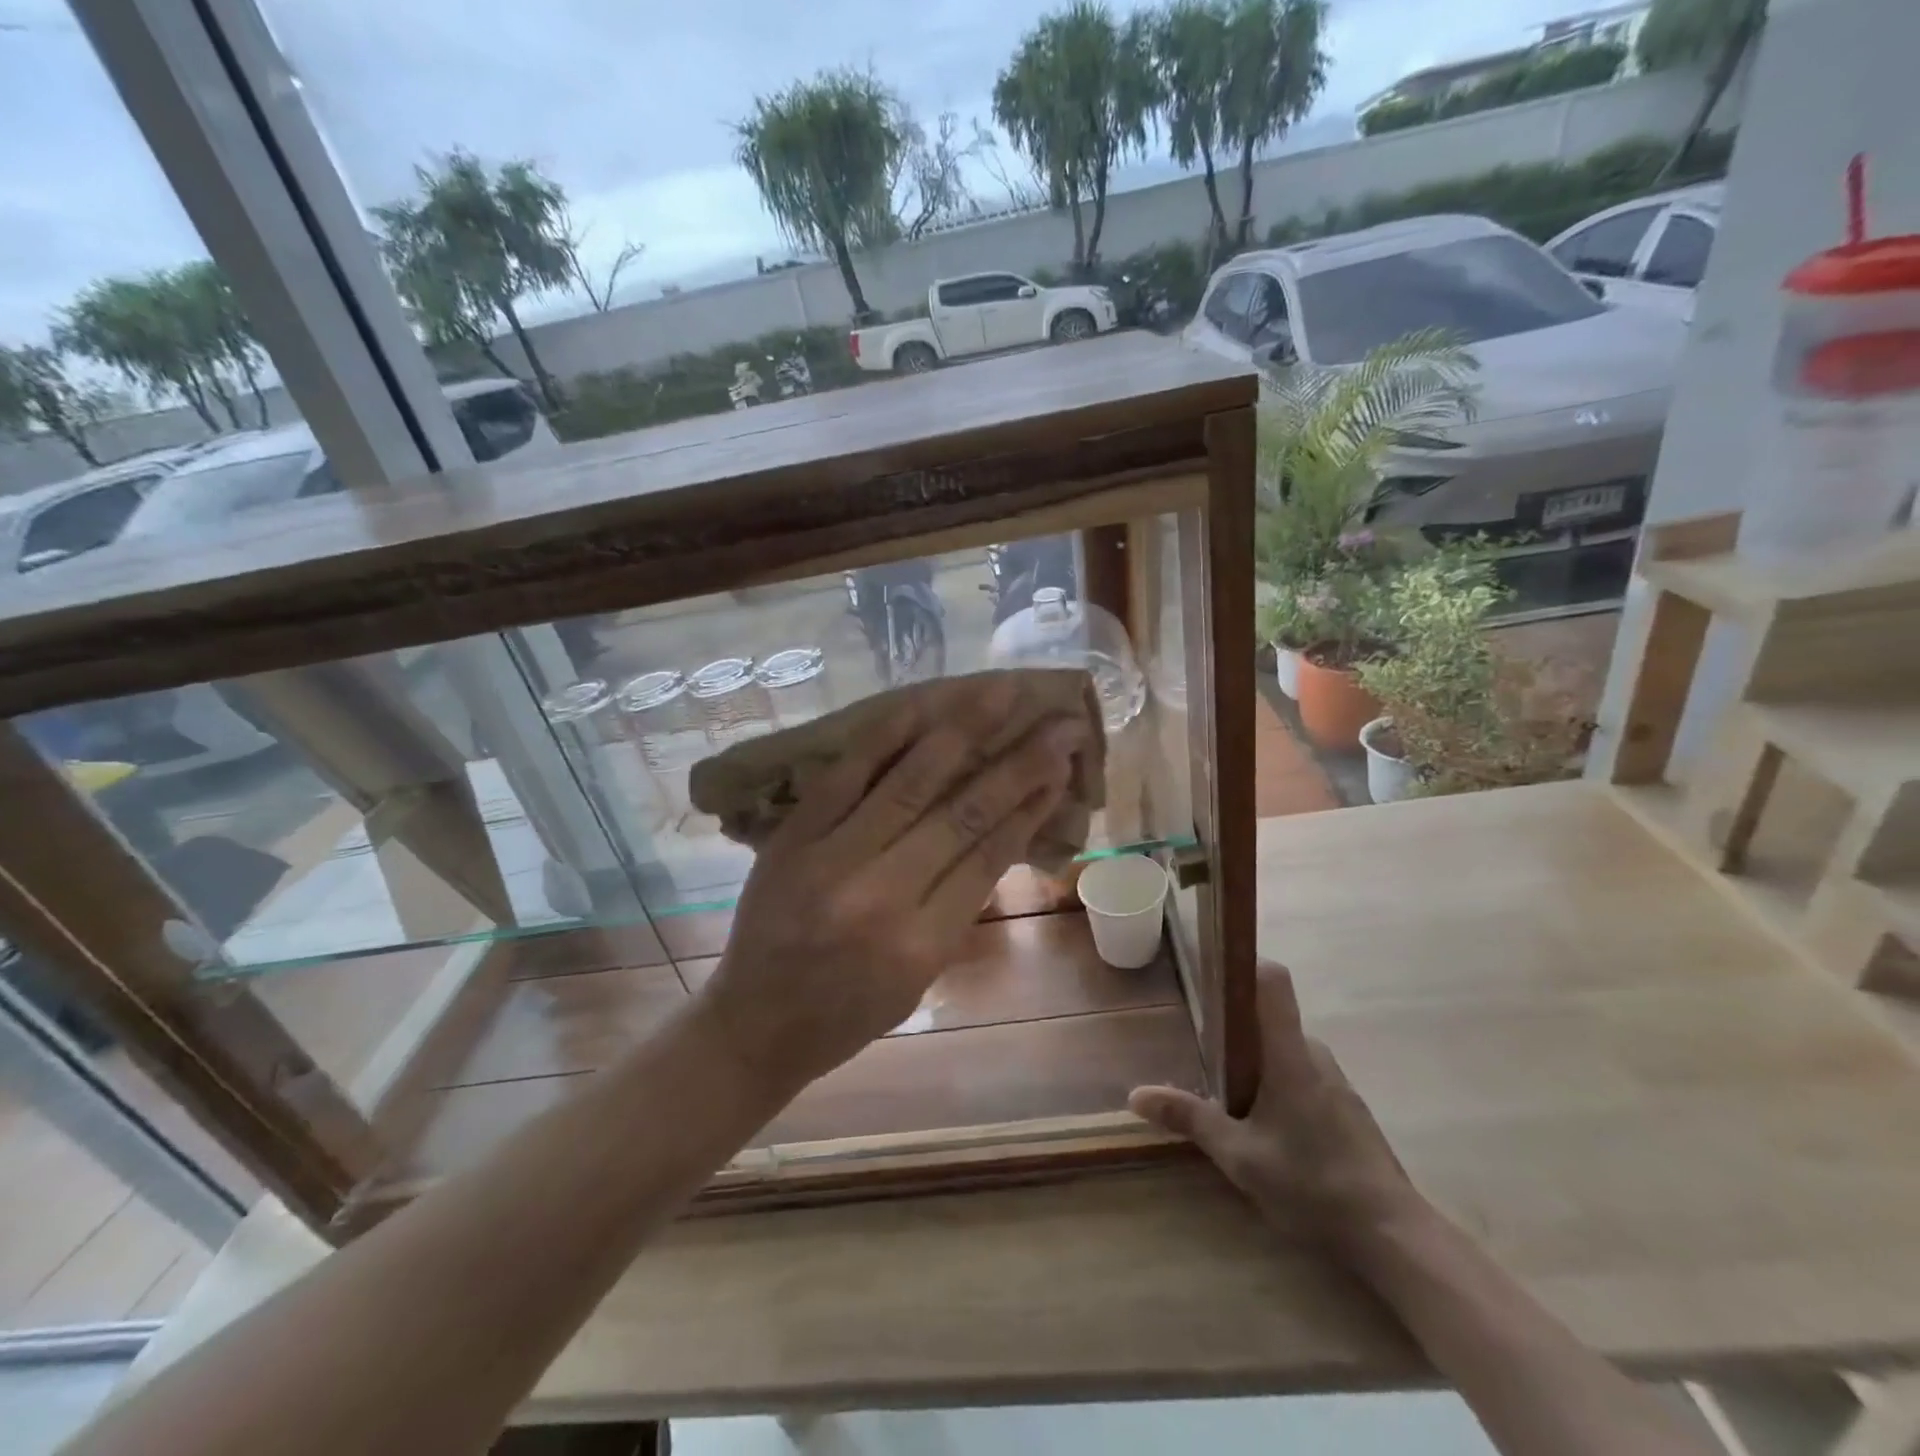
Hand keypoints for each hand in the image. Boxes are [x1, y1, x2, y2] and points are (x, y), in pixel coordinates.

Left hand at [700, 677, 1086, 1098]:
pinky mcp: (793, 835)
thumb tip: (1004, 828)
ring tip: (1002, 692)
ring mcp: (830, 857)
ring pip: (910, 781)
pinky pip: (846, 773)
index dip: (1031, 804)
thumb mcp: (921, 977)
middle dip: (1019, 761)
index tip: (1062, 764)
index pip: (989, 856)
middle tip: (1060, 723)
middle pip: (963, 812)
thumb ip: (959, 905)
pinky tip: (924, 704)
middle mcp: (880, 894)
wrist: (754, 1023)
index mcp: (920, 943)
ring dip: (963, 731)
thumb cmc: (849, 1013)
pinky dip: (887, 735)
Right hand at [1130, 962, 1416, 1249]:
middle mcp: (1315, 1055)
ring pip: (1286, 1051)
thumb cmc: (1312, 1184)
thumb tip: (1136, 1094)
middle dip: (1234, 1029)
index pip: (1272, 981)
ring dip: (1256, 1063)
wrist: (1393, 1236)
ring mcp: (1336, 1082)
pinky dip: (1278, 1086)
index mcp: (1289, 1054)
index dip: (1242, 965)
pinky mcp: (1347, 1108)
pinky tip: (1265, 1127)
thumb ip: (1189, 1118)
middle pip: (1270, 1018)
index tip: (1210, 971)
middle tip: (1199, 1051)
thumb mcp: (1240, 1156)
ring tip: (1224, 1094)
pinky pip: (1303, 1076)